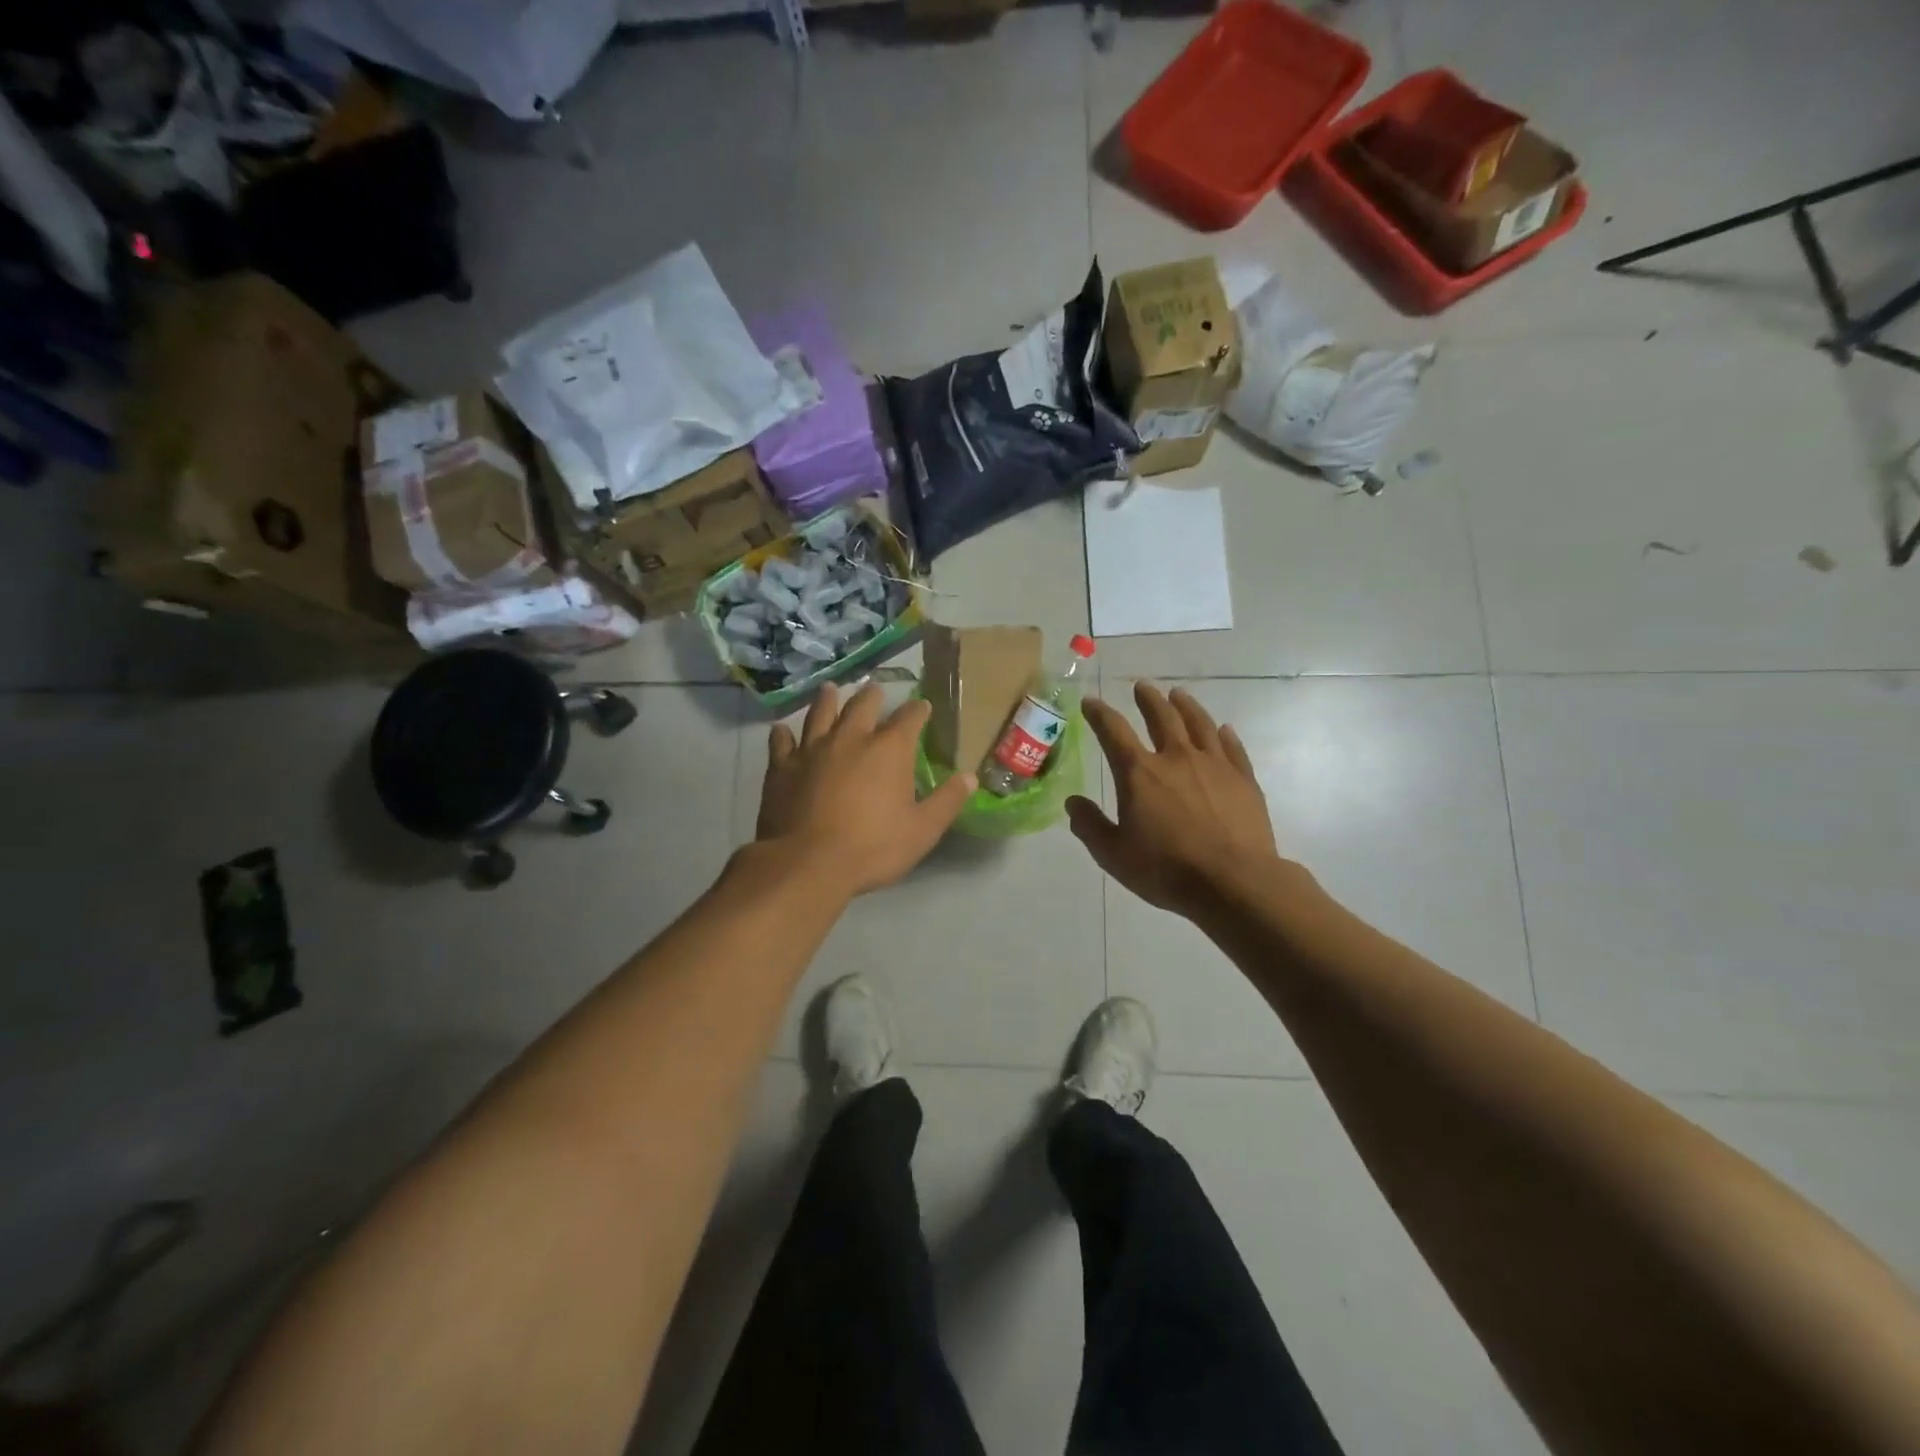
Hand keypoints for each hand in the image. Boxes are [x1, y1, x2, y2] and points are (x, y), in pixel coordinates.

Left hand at [756, 682, 973, 896]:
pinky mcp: (782, 767)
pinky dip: (784, 734)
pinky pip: (782, 742)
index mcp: (889, 750)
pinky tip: (782, 730)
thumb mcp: (922, 830)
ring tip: (831, 689)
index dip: (918, 710)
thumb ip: (947, 801)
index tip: (923, 706)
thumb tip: (970, 777)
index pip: (909, 718)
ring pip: (820, 714)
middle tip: (875, 689)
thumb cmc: (873, 847)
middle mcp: (850, 738)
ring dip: (828, 700)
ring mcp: (812, 750)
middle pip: (862, 706)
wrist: (807, 863)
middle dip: (872, 695)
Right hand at [1066, 683, 1283, 916]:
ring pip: (1199, 724)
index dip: (1099, 714)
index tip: (1090, 702)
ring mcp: (1214, 765)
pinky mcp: (1244, 779)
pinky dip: (1225, 735)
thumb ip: (1090, 826)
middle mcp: (1176, 758)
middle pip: (1161, 717)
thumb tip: (1073, 803)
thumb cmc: (1166, 869)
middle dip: (1148, 699)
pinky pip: (1233, 748)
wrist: (1233, 882)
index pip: (1113, 731)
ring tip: (1178, 695)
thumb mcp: (1113, 855)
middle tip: (1142, 686)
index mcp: (1139, 773)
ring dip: (1186, 706)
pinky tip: (1224, 729)